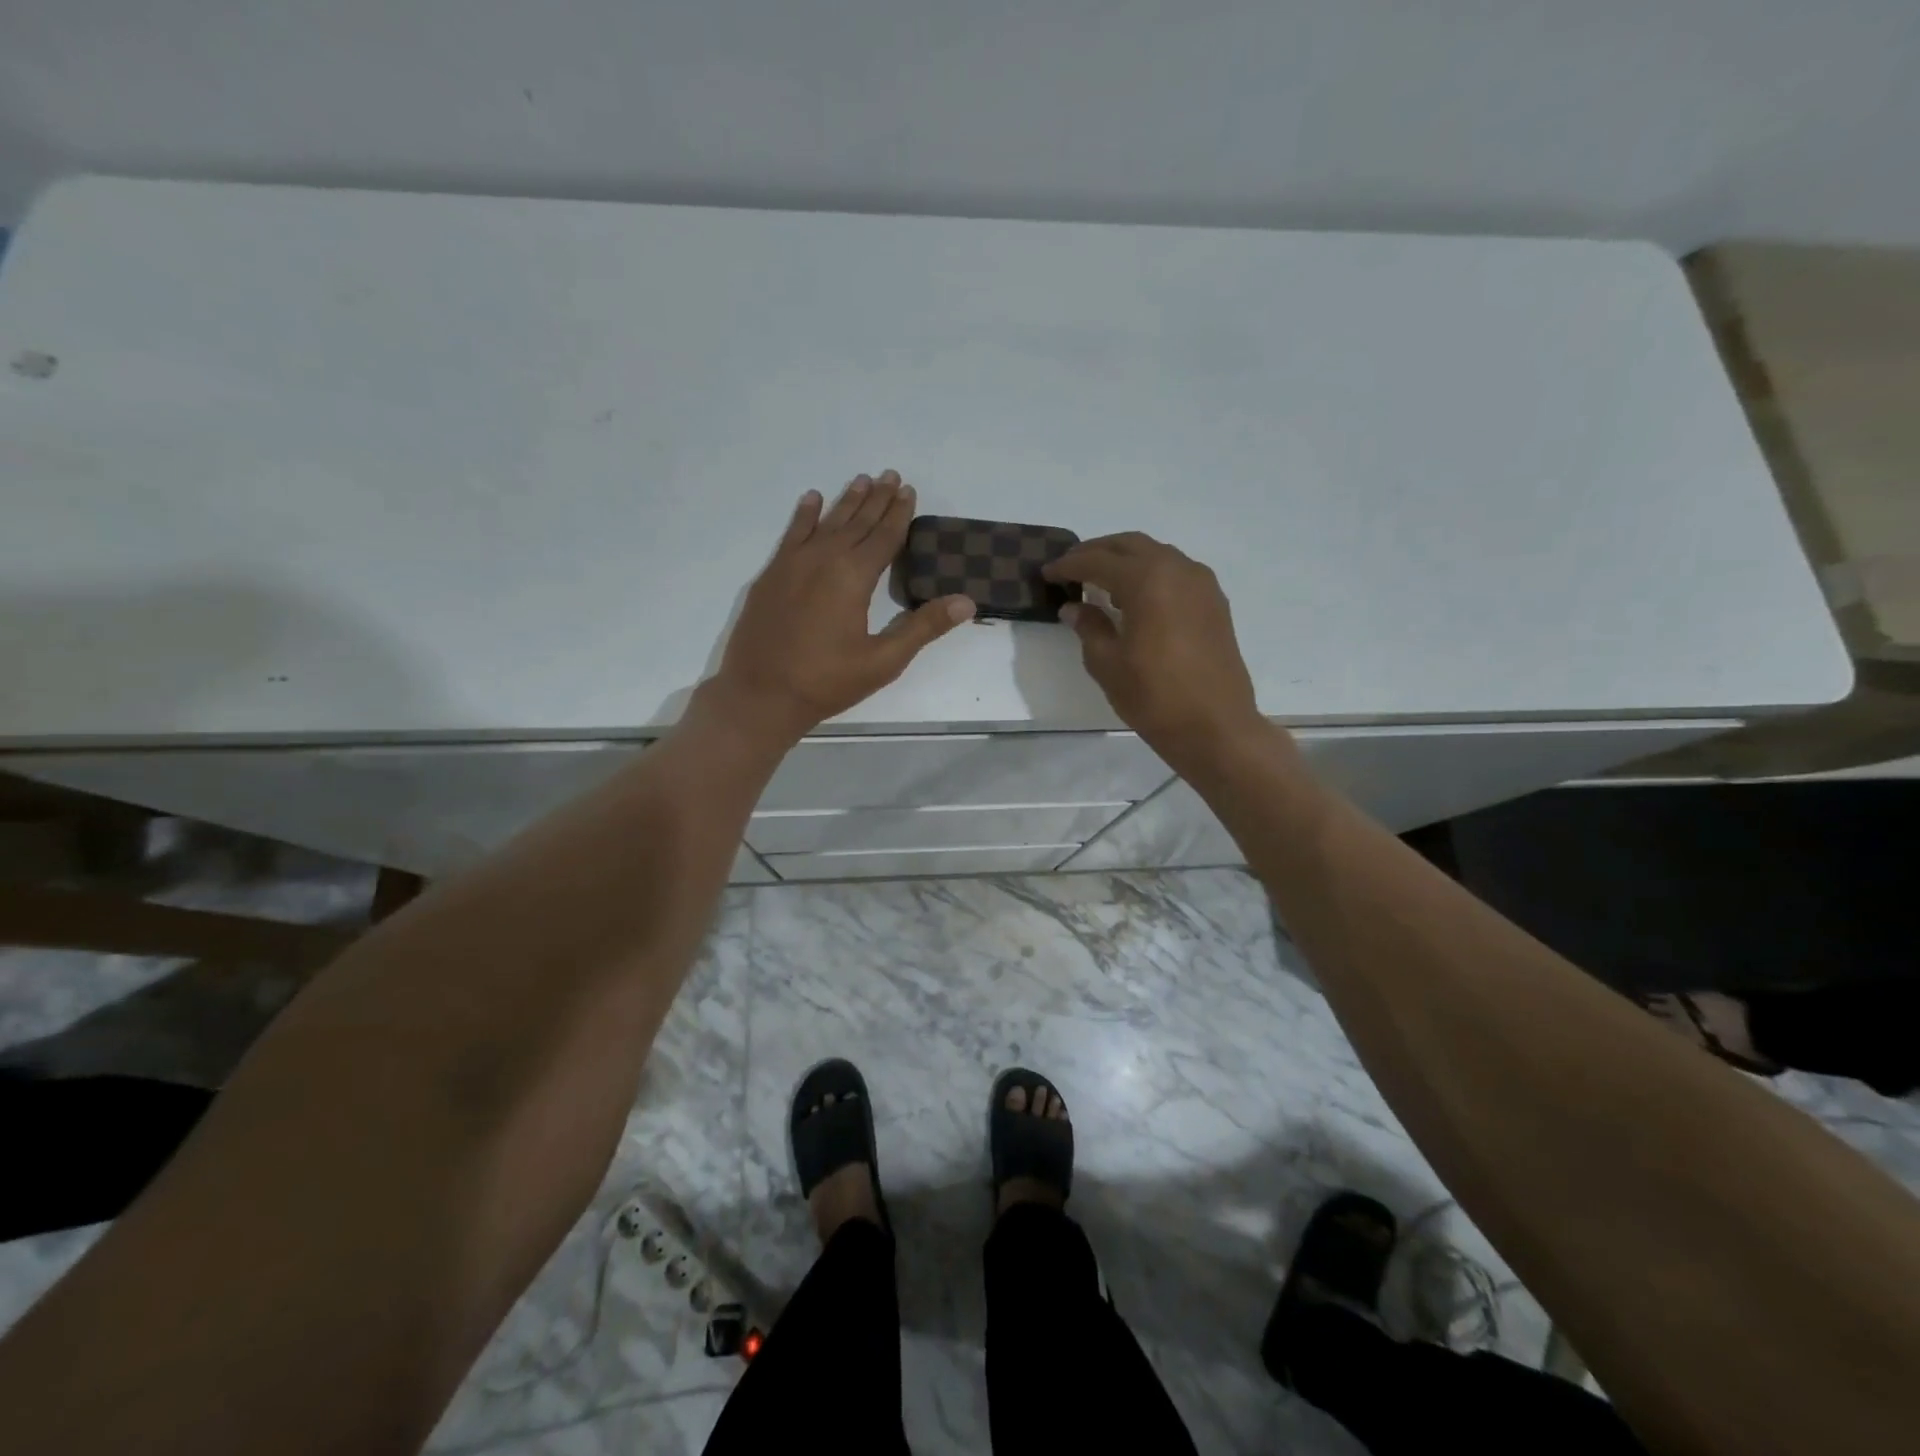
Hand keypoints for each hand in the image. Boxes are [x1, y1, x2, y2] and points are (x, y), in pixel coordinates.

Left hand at [708, 471, 975, 740]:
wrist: (760, 694)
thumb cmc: (826, 682)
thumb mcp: (883, 661)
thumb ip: (923, 627)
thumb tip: (966, 602)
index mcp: (853, 577)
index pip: (884, 536)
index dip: (899, 513)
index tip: (908, 490)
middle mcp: (823, 559)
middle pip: (856, 522)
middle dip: (876, 499)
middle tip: (890, 475)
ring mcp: (792, 564)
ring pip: (826, 523)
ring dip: (846, 501)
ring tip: (861, 480)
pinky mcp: (771, 575)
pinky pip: (792, 534)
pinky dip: (804, 515)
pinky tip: (812, 499)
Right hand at [1044, 532, 1267, 768]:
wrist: (1215, 727)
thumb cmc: (1154, 697)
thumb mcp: (1108, 664)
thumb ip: (1089, 627)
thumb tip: (1073, 607)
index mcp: (1147, 581)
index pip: (1098, 561)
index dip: (1069, 565)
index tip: (1048, 573)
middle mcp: (1177, 570)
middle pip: (1130, 545)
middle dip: (1097, 552)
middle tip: (1071, 567)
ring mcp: (1201, 584)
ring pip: (1156, 554)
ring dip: (1126, 560)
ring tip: (1101, 582)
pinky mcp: (1214, 602)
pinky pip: (1176, 572)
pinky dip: (1151, 574)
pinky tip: (1137, 598)